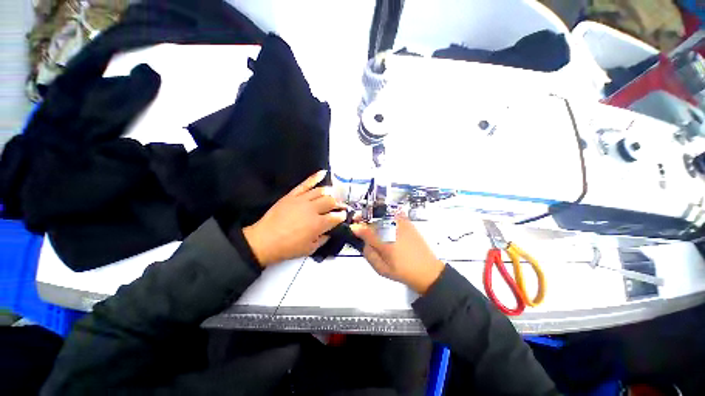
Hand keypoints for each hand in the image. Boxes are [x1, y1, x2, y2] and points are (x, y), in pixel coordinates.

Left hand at [242, 170, 346, 266]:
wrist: (264, 241)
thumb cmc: (288, 248)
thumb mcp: (310, 249)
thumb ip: (323, 239)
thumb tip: (329, 232)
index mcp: (318, 224)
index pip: (336, 217)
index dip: (342, 216)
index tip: (344, 216)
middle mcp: (313, 209)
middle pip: (331, 201)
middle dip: (338, 204)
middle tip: (340, 206)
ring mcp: (302, 200)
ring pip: (321, 191)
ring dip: (330, 192)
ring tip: (334, 194)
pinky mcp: (293, 195)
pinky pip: (306, 184)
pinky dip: (315, 177)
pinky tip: (323, 173)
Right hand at [351, 212, 444, 293]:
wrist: (427, 271)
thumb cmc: (402, 272)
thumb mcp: (382, 269)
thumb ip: (369, 254)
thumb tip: (363, 242)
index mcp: (384, 243)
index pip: (365, 230)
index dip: (356, 227)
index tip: (352, 227)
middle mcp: (392, 230)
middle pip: (373, 219)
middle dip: (364, 220)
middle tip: (359, 222)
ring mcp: (401, 224)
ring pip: (382, 214)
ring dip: (374, 216)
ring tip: (370, 221)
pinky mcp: (408, 223)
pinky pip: (394, 213)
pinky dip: (387, 214)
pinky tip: (385, 219)